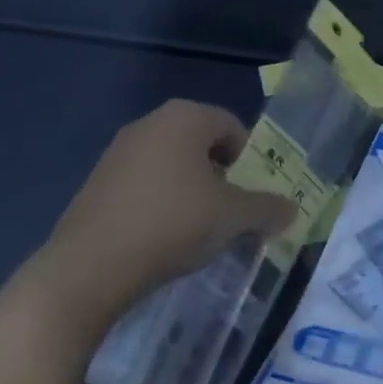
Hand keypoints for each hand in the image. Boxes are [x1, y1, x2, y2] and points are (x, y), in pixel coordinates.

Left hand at [23, 100, 295, 334]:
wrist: (91, 265)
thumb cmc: (173, 223)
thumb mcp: (234, 217)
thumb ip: (267, 209)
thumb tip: (291, 210)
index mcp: (185, 117)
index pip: (232, 126)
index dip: (251, 159)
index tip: (253, 195)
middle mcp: (150, 123)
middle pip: (202, 144)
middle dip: (222, 176)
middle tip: (231, 212)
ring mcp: (118, 152)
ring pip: (172, 165)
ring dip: (192, 191)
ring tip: (199, 230)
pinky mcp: (97, 182)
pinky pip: (144, 184)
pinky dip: (162, 203)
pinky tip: (163, 238)